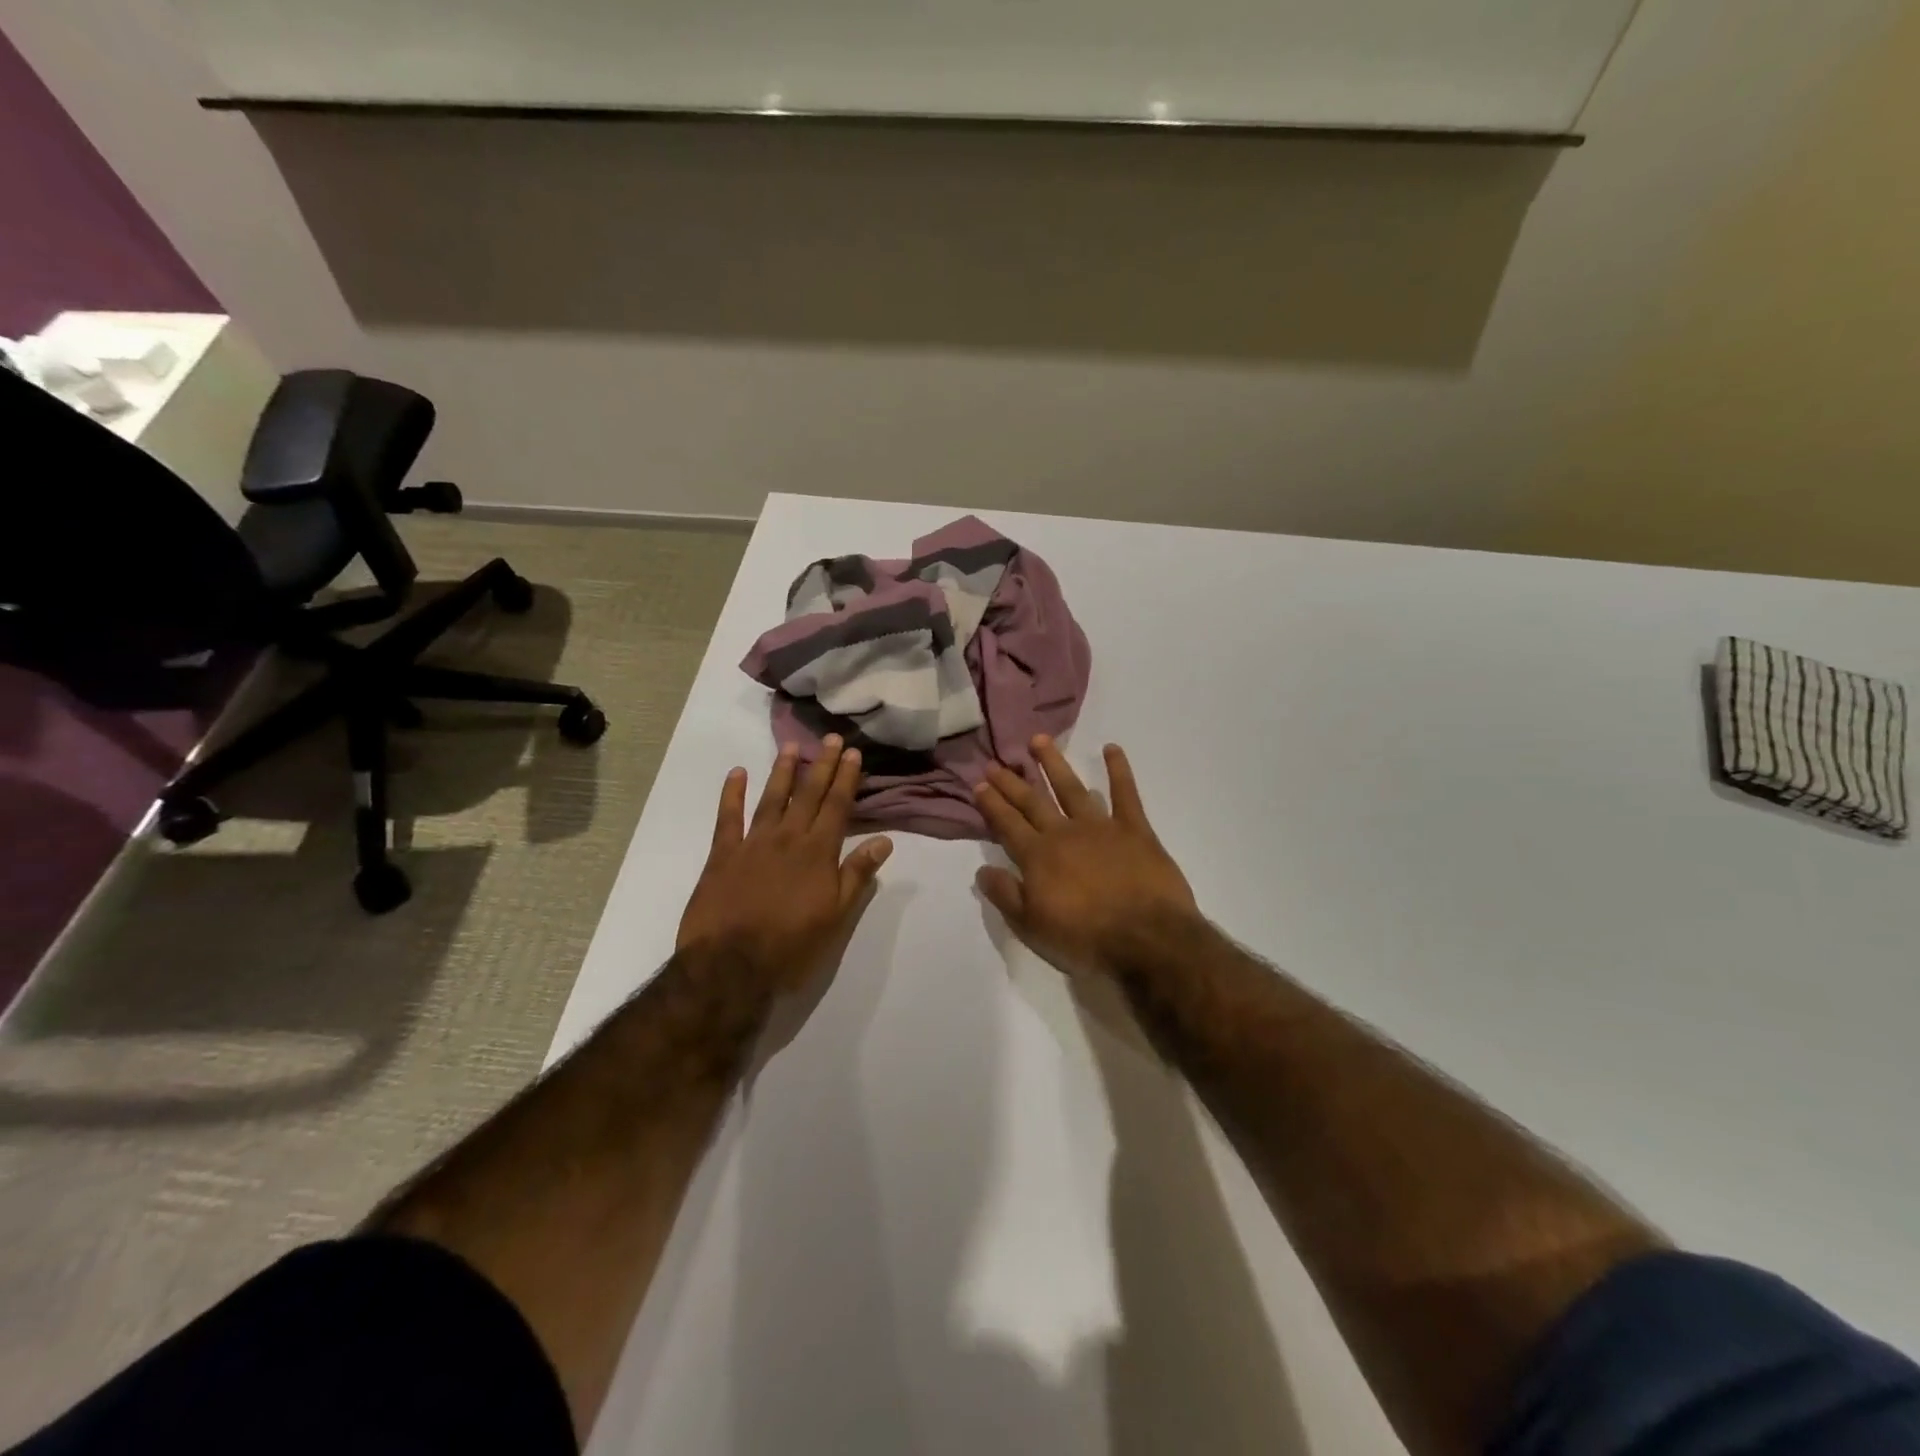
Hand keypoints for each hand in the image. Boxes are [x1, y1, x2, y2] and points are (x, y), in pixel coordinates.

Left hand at [677, 735, 892, 992]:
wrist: (730, 965)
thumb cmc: (791, 945)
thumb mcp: (836, 916)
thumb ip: (857, 874)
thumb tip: (884, 841)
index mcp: (818, 852)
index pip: (837, 806)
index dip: (846, 778)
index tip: (853, 753)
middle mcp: (788, 838)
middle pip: (808, 794)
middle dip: (821, 765)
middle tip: (830, 738)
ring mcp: (752, 843)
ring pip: (772, 798)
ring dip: (783, 771)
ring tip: (791, 746)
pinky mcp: (722, 854)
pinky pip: (727, 817)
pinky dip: (732, 794)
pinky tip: (737, 773)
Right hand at [974, 736, 1200, 979]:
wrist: (1146, 939)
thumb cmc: (1085, 938)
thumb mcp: (1032, 927)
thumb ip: (1005, 895)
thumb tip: (982, 869)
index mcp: (1038, 856)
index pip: (1007, 824)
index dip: (992, 804)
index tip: (979, 784)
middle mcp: (1064, 833)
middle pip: (1033, 802)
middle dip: (1012, 781)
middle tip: (996, 762)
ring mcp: (1101, 827)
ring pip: (1072, 788)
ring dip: (1054, 764)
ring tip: (1039, 740)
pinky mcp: (1135, 829)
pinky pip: (1126, 793)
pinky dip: (1118, 770)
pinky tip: (1111, 748)